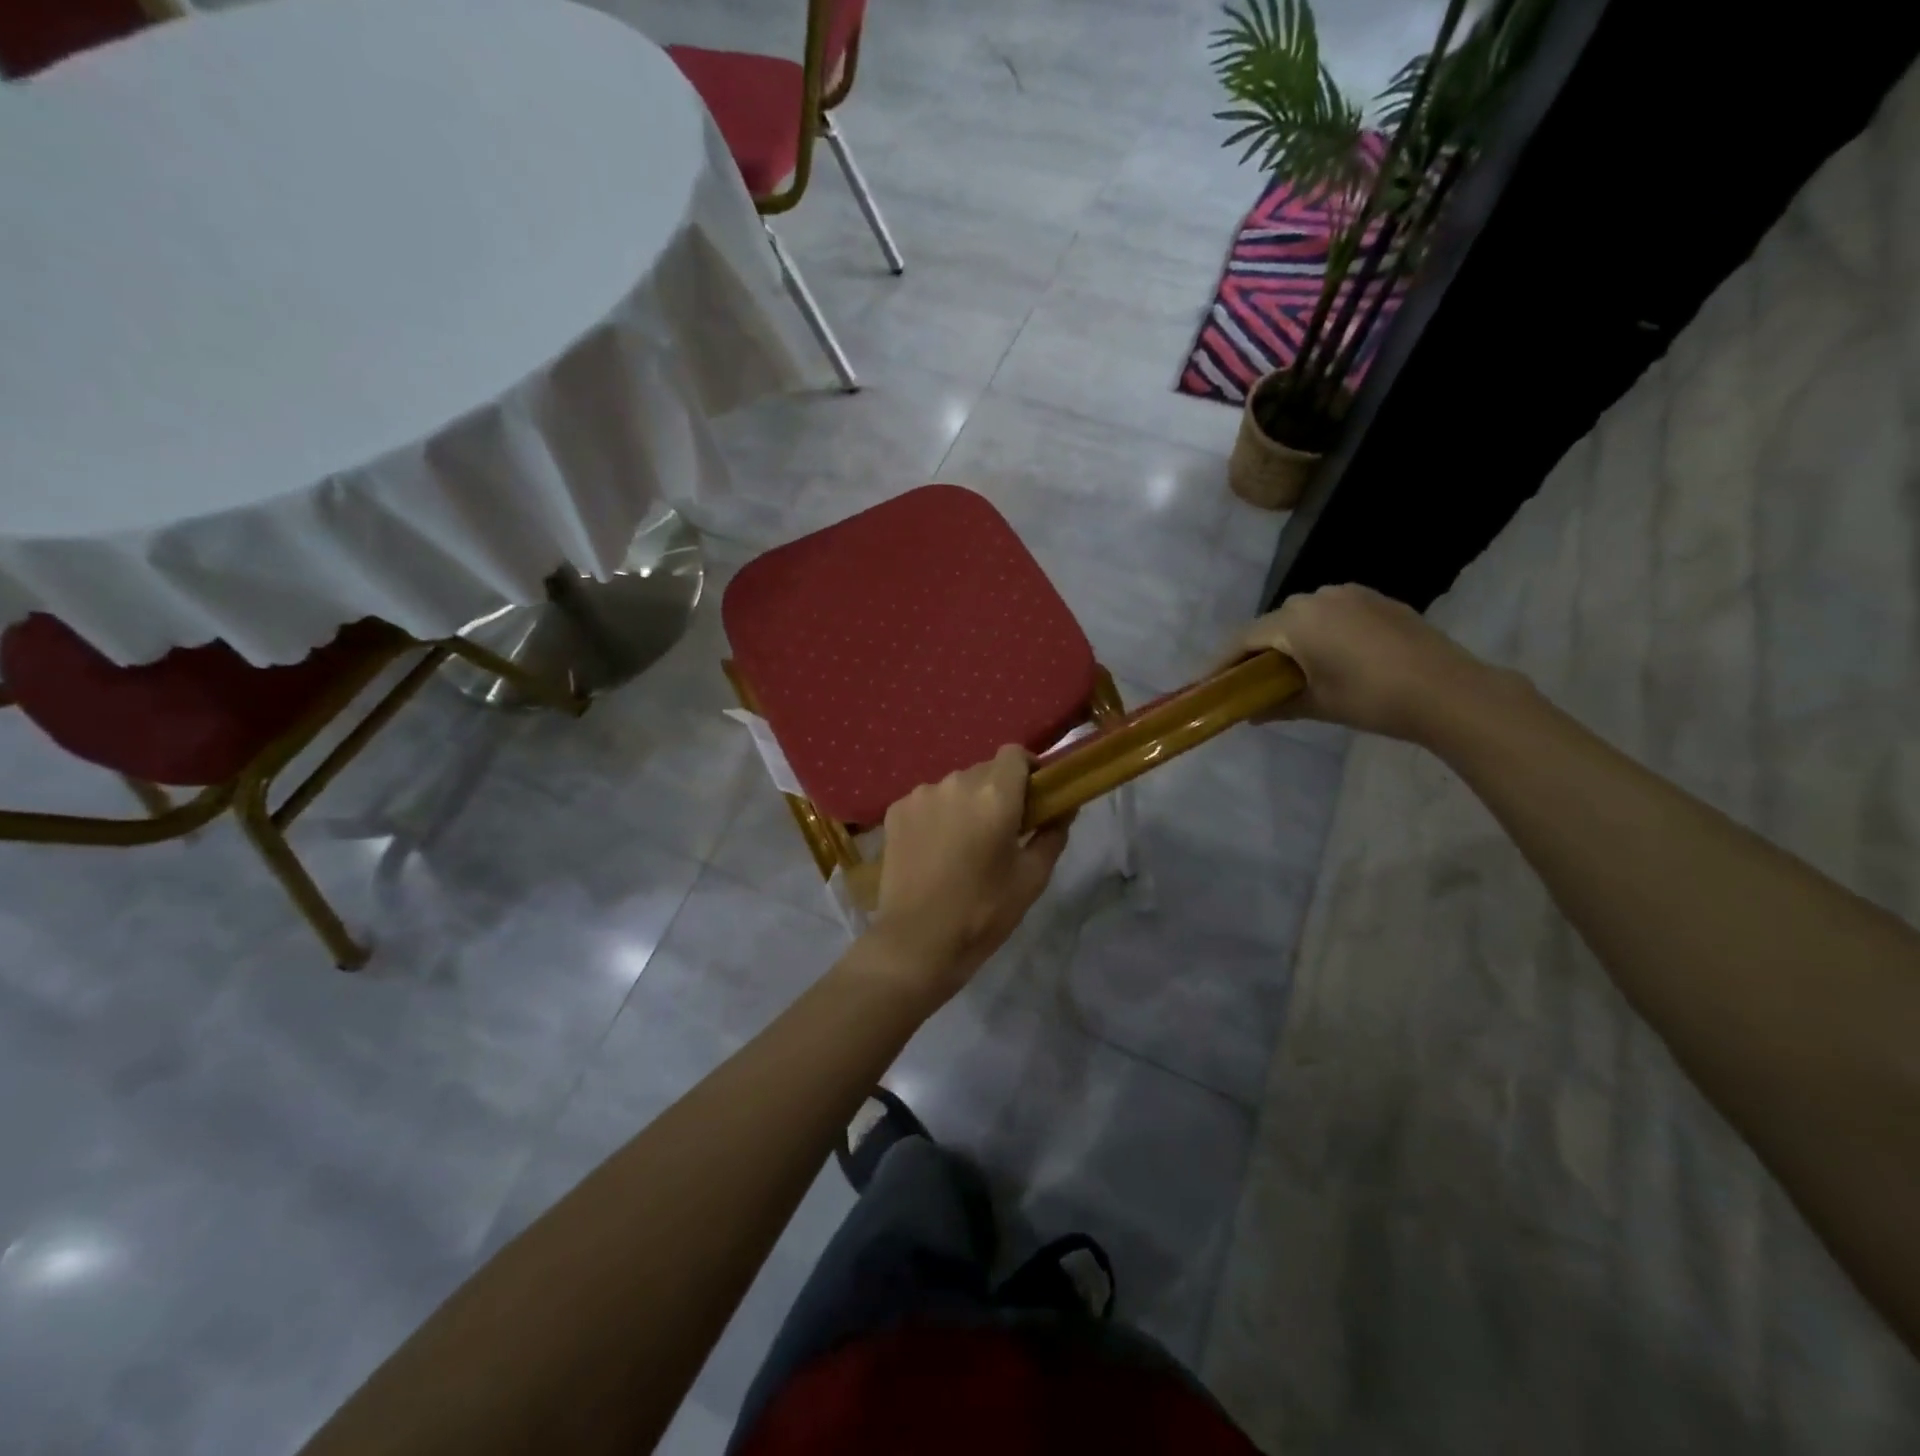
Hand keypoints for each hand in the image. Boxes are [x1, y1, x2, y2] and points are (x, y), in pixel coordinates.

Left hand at [868, 746, 1069, 1003]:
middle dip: (998, 792)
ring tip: (964, 844)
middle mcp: (956, 782)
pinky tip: (936, 850)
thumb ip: (1053, 834)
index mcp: (995, 795)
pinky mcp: (895, 811)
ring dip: (965, 804)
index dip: (1028, 769)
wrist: (916, 942)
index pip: (1015, 754)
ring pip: (955, 786)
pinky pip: (927, 801)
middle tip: (1002, 829)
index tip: (1034, 795)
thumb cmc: (983, 912)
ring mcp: (920, 794)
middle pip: (985, 771)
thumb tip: (1064, 808)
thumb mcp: (1031, 878)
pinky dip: (937, 815)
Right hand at [1216, 583, 1504, 743]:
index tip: (1205, 683)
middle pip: (1272, 624)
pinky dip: (1319, 633)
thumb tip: (1249, 715)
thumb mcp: (1317, 705)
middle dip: (1255, 652)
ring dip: (1288, 640)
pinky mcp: (1376, 599)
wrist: (1448, 690)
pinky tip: (1327, 657)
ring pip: (1302, 616)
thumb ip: (1276, 705)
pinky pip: (1332, 613)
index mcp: (1296, 621)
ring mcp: (1350, 594)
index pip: (1244, 639)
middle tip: (1246, 680)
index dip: (1222, 662)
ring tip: (1287, 670)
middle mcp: (1317, 597)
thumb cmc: (1372, 698)